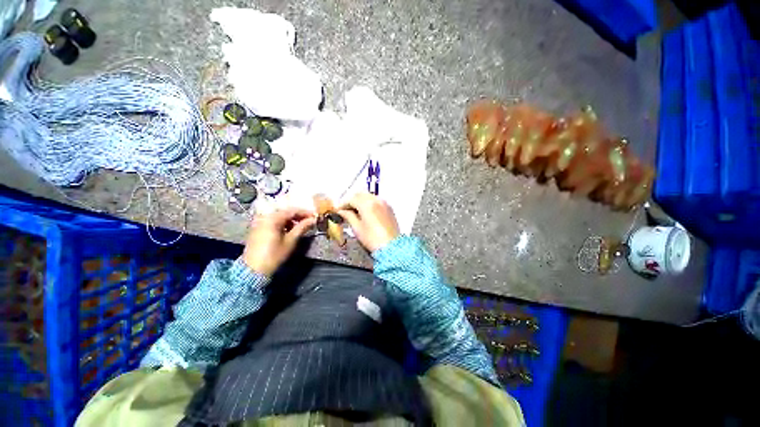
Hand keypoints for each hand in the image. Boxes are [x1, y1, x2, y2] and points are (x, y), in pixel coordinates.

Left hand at [242, 208, 315, 275]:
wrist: (253, 270)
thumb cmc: (274, 254)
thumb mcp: (291, 240)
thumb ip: (302, 227)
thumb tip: (313, 219)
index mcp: (273, 218)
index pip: (292, 211)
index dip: (305, 213)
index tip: (315, 216)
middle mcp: (265, 217)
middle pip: (285, 212)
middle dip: (298, 216)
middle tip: (309, 221)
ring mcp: (260, 222)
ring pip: (279, 216)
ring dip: (291, 220)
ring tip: (301, 226)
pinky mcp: (258, 229)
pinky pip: (273, 221)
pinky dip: (283, 223)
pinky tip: (289, 230)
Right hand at [339, 193, 399, 251]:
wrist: (391, 246)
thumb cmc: (372, 239)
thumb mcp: (357, 228)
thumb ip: (348, 216)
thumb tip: (342, 211)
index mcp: (367, 204)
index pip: (352, 199)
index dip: (343, 204)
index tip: (339, 210)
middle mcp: (376, 200)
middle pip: (361, 195)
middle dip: (352, 200)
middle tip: (346, 210)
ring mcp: (384, 203)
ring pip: (369, 196)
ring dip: (361, 201)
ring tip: (356, 211)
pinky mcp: (389, 208)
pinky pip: (377, 200)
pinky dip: (369, 203)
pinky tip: (366, 212)